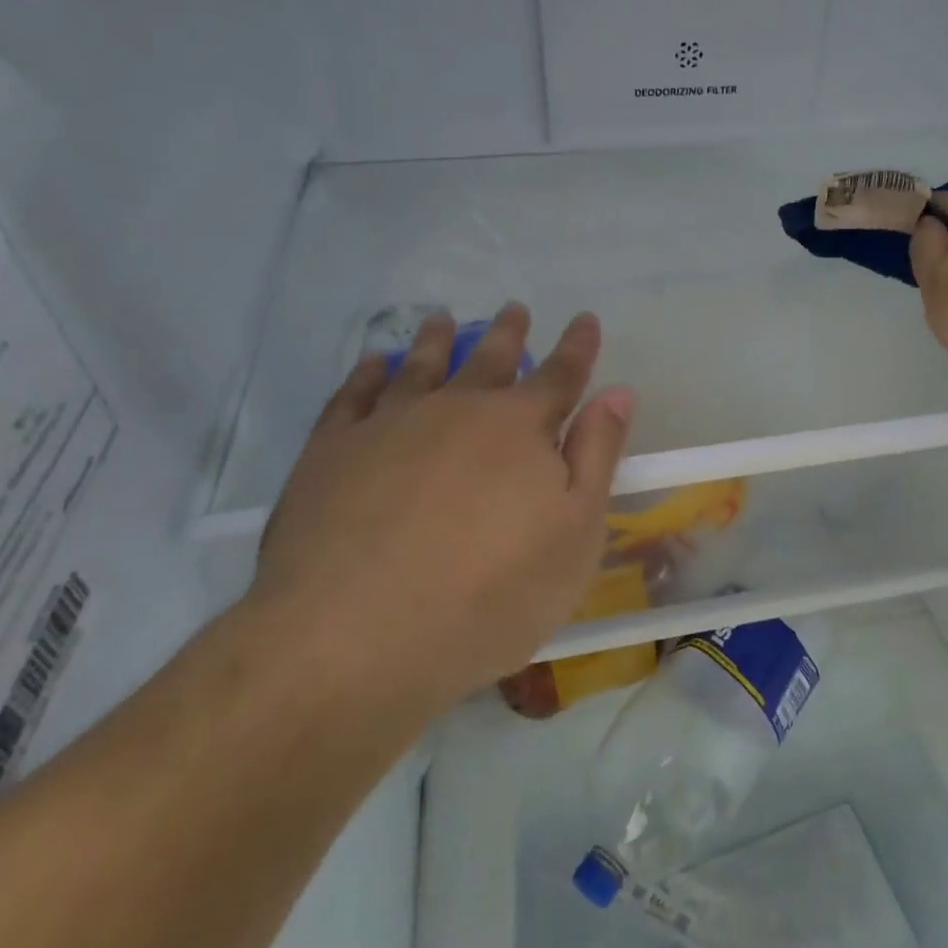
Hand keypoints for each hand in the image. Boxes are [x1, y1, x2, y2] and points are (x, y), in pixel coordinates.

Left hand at [252, 303, 635, 718]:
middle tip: (515, 308)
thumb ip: (596, 456)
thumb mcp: (574, 533)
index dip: (577, 347)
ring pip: (421, 366)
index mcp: (519, 428)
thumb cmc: (489, 595)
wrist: (352, 639)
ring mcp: (387, 425)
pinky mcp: (329, 452)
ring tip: (443, 318)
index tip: (585, 318)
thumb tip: (618, 392)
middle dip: (509, 334)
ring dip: (437, 340)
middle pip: (489, 360)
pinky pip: (354, 395)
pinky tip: (376, 362)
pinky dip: (368, 373)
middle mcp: (456, 409)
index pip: (560, 376)